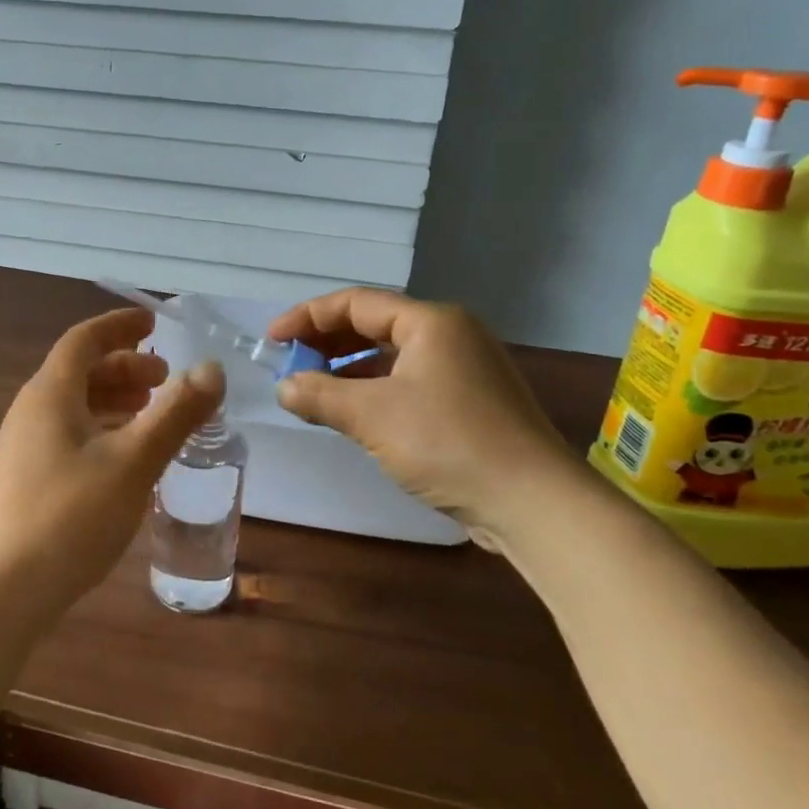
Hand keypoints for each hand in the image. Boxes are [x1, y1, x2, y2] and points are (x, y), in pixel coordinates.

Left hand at [0, 307, 223, 623]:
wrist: (2, 590)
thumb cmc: (70, 516)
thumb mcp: (134, 462)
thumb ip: (176, 414)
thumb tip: (212, 369)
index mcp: (51, 393)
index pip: (84, 339)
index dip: (120, 325)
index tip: (154, 322)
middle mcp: (33, 410)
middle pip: (80, 370)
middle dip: (125, 366)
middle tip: (166, 378)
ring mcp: (26, 445)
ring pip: (76, 404)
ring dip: (116, 398)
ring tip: (153, 410)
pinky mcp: (28, 477)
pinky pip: (71, 431)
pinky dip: (103, 427)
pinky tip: (127, 454)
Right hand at [268, 289, 579, 548]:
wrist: (535, 504)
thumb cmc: (449, 444)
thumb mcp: (373, 416)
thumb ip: (321, 395)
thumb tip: (284, 387)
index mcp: (430, 322)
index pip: (356, 303)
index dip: (308, 317)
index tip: (272, 339)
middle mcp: (451, 334)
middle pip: (375, 325)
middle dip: (327, 342)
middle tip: (290, 362)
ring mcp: (465, 368)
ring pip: (393, 356)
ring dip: (349, 369)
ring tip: (314, 388)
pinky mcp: (472, 402)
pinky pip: (410, 381)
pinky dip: (376, 390)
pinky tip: (354, 413)